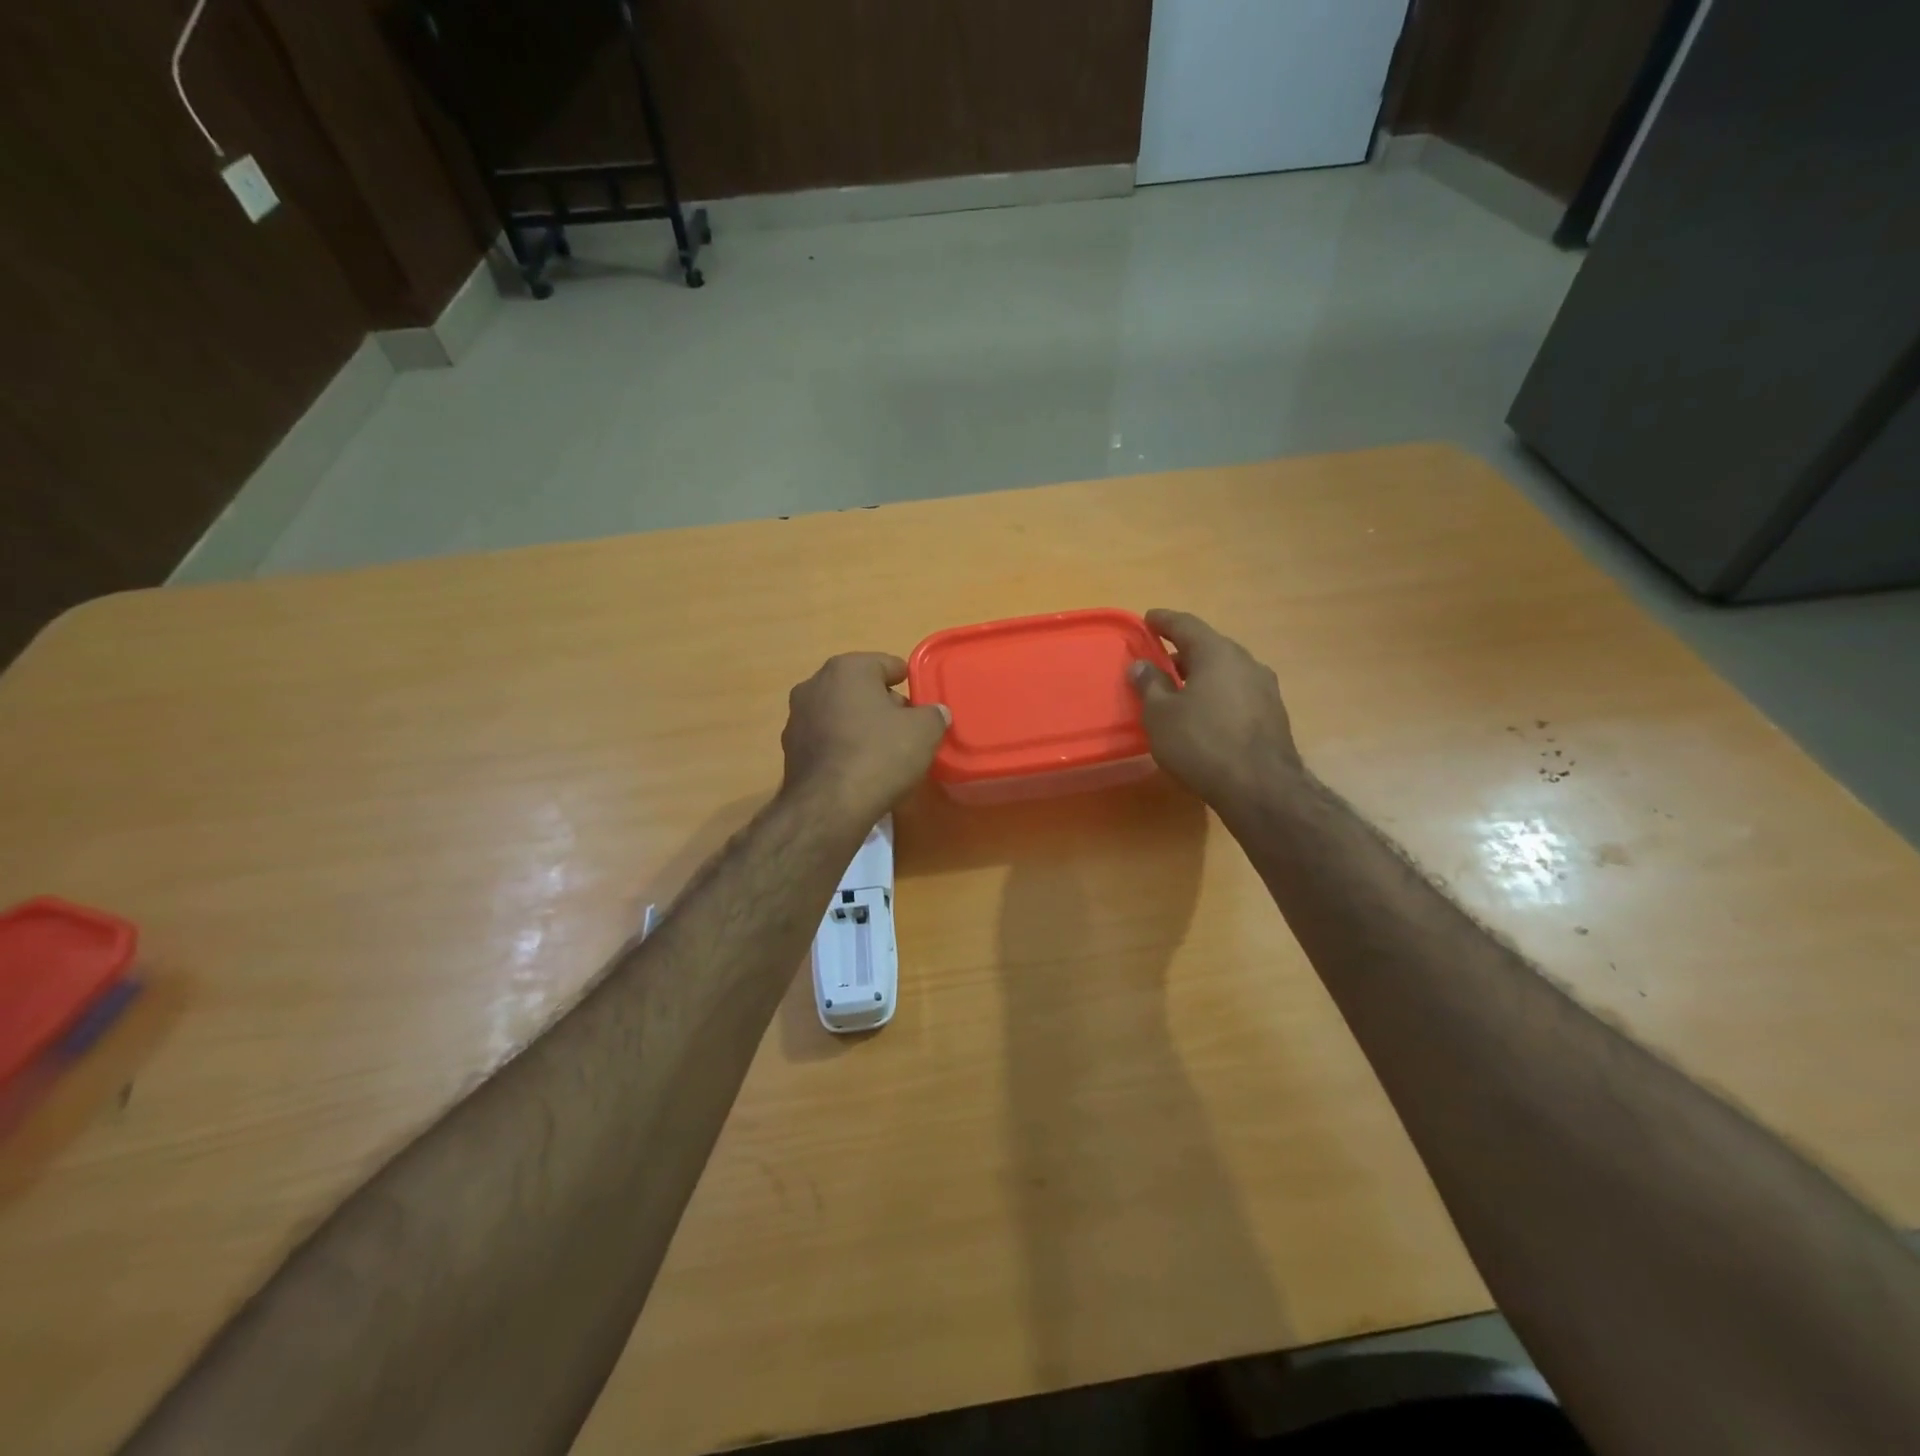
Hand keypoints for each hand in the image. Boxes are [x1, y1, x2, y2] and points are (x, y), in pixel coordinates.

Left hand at [781, 653, 949, 822]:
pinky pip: (826, 738)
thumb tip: (935, 713)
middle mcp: (815, 684)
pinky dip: (841, 746)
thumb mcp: (924, 732)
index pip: (887, 664)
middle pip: (860, 688)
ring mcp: (797, 716)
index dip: (908, 683)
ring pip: (840, 712)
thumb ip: (934, 715)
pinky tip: (857, 768)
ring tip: (882, 751)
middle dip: (882, 704)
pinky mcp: (790, 748)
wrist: (829, 806)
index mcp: (847, 668)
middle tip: (905, 729)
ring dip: (859, 724)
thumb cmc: (880, 755)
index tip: (921, 704)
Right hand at [1128, 609, 1299, 804]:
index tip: (1148, 619)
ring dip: (1201, 676)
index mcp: (1218, 653)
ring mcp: (1265, 689)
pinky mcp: (1273, 716)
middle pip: (1210, 648)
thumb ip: (1150, 685)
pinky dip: (1217, 696)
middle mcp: (1247, 663)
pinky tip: (1204, 715)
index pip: (1186, 625)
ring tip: (1179, 690)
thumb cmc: (1202, 743)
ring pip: (1226, 672)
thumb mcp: (1161, 714)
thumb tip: (1141, 664)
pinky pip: (1237, 694)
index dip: (1164, 621)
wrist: (1261, 788)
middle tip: (1160, 659)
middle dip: (1183, 652)